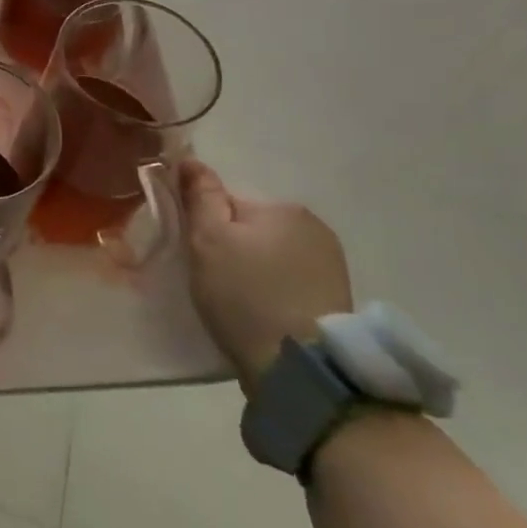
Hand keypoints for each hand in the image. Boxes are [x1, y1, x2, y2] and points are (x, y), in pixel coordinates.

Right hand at [181, 161, 351, 397]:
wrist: (299, 368)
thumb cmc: (244, 295)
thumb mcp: (207, 240)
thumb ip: (200, 196)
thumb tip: (190, 160)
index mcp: (282, 207)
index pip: (227, 202)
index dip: (206, 227)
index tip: (198, 256)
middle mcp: (313, 226)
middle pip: (251, 227)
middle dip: (232, 247)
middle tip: (215, 282)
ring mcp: (330, 263)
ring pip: (272, 254)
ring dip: (254, 269)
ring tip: (240, 303)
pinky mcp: (336, 297)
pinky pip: (290, 280)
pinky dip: (274, 290)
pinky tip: (263, 314)